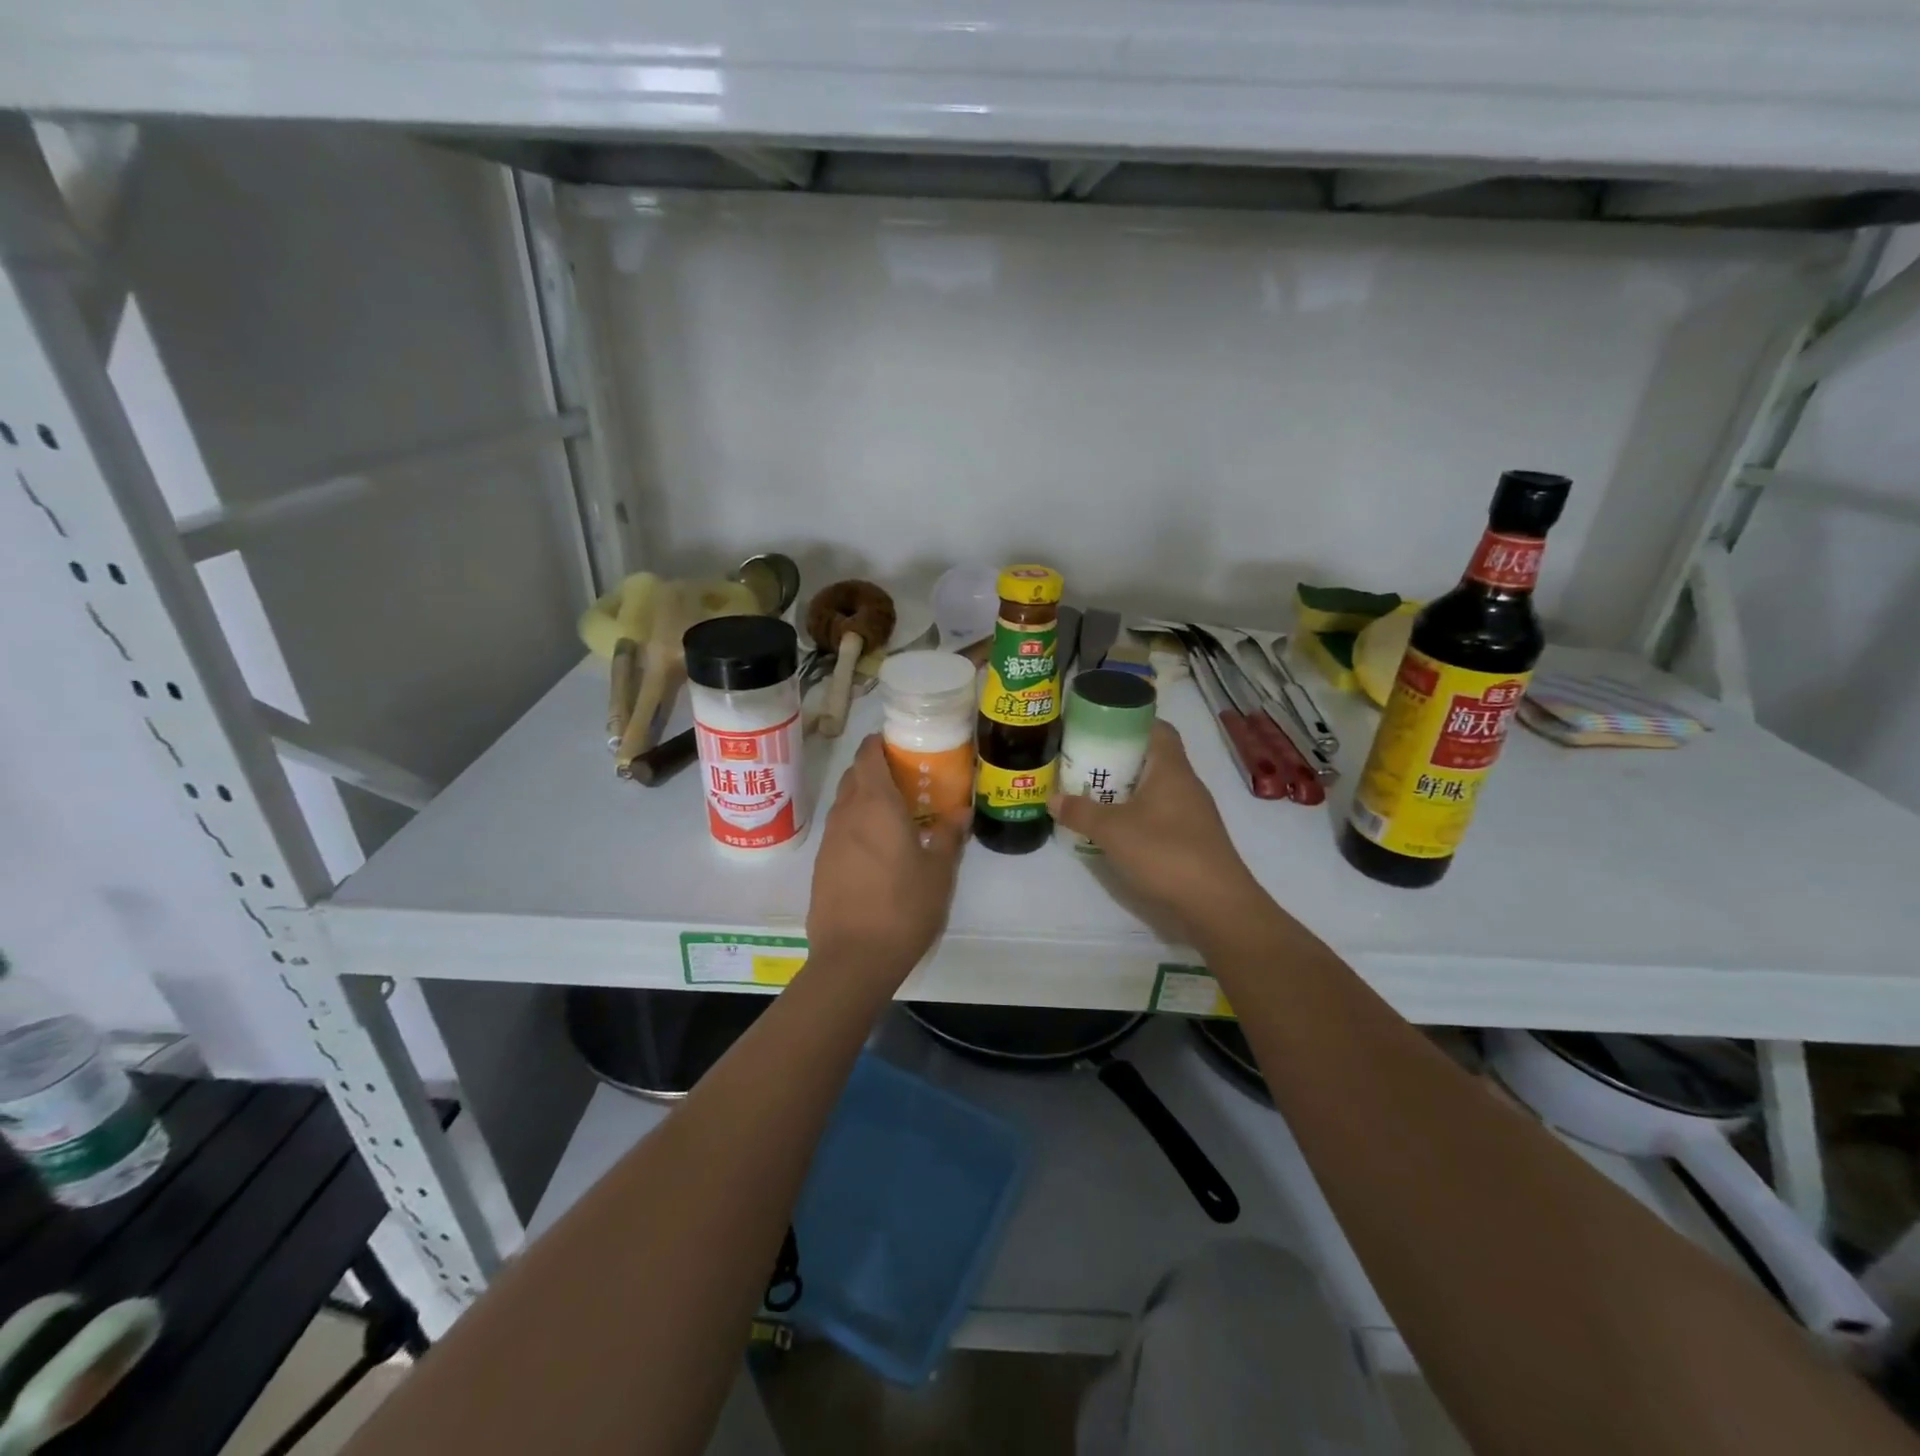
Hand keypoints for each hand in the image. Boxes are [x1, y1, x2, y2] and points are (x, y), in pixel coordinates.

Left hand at [806, 735, 967, 982]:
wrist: (853, 959)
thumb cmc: (903, 907)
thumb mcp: (939, 871)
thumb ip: (948, 835)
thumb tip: (961, 810)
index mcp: (875, 804)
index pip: (867, 755)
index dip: (880, 743)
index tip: (901, 745)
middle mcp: (846, 813)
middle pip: (854, 775)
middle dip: (875, 768)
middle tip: (906, 778)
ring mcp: (829, 840)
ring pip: (844, 802)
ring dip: (865, 797)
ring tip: (895, 813)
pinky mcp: (821, 864)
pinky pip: (839, 829)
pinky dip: (856, 824)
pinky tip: (877, 847)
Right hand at [1050, 722, 1267, 945]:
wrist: (1216, 904)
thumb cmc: (1165, 853)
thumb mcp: (1112, 831)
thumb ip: (1080, 812)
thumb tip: (1052, 798)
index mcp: (1171, 768)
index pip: (1157, 727)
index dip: (1130, 721)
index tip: (1100, 726)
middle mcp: (1186, 783)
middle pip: (1153, 757)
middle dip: (1120, 758)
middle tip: (1086, 762)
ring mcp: (1193, 813)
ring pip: (1157, 788)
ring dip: (1128, 789)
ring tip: (1094, 795)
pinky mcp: (1193, 839)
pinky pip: (1162, 814)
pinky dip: (1139, 814)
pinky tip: (1117, 829)